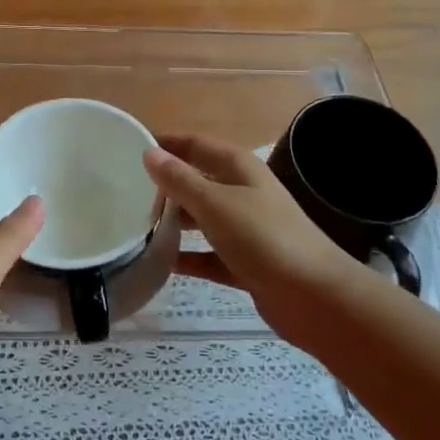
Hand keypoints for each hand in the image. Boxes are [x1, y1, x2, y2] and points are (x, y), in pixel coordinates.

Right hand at [144, 135, 360, 344]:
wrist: (313, 296)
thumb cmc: (263, 237)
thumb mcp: (216, 204)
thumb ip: (181, 180)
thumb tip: (149, 153)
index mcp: (239, 168)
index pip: (196, 144)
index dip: (167, 143)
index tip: (130, 147)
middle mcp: (244, 193)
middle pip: (199, 180)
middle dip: (167, 184)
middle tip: (126, 192)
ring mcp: (246, 230)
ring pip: (203, 218)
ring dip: (175, 221)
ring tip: (137, 225)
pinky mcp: (246, 263)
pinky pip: (209, 256)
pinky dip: (189, 258)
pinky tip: (162, 264)